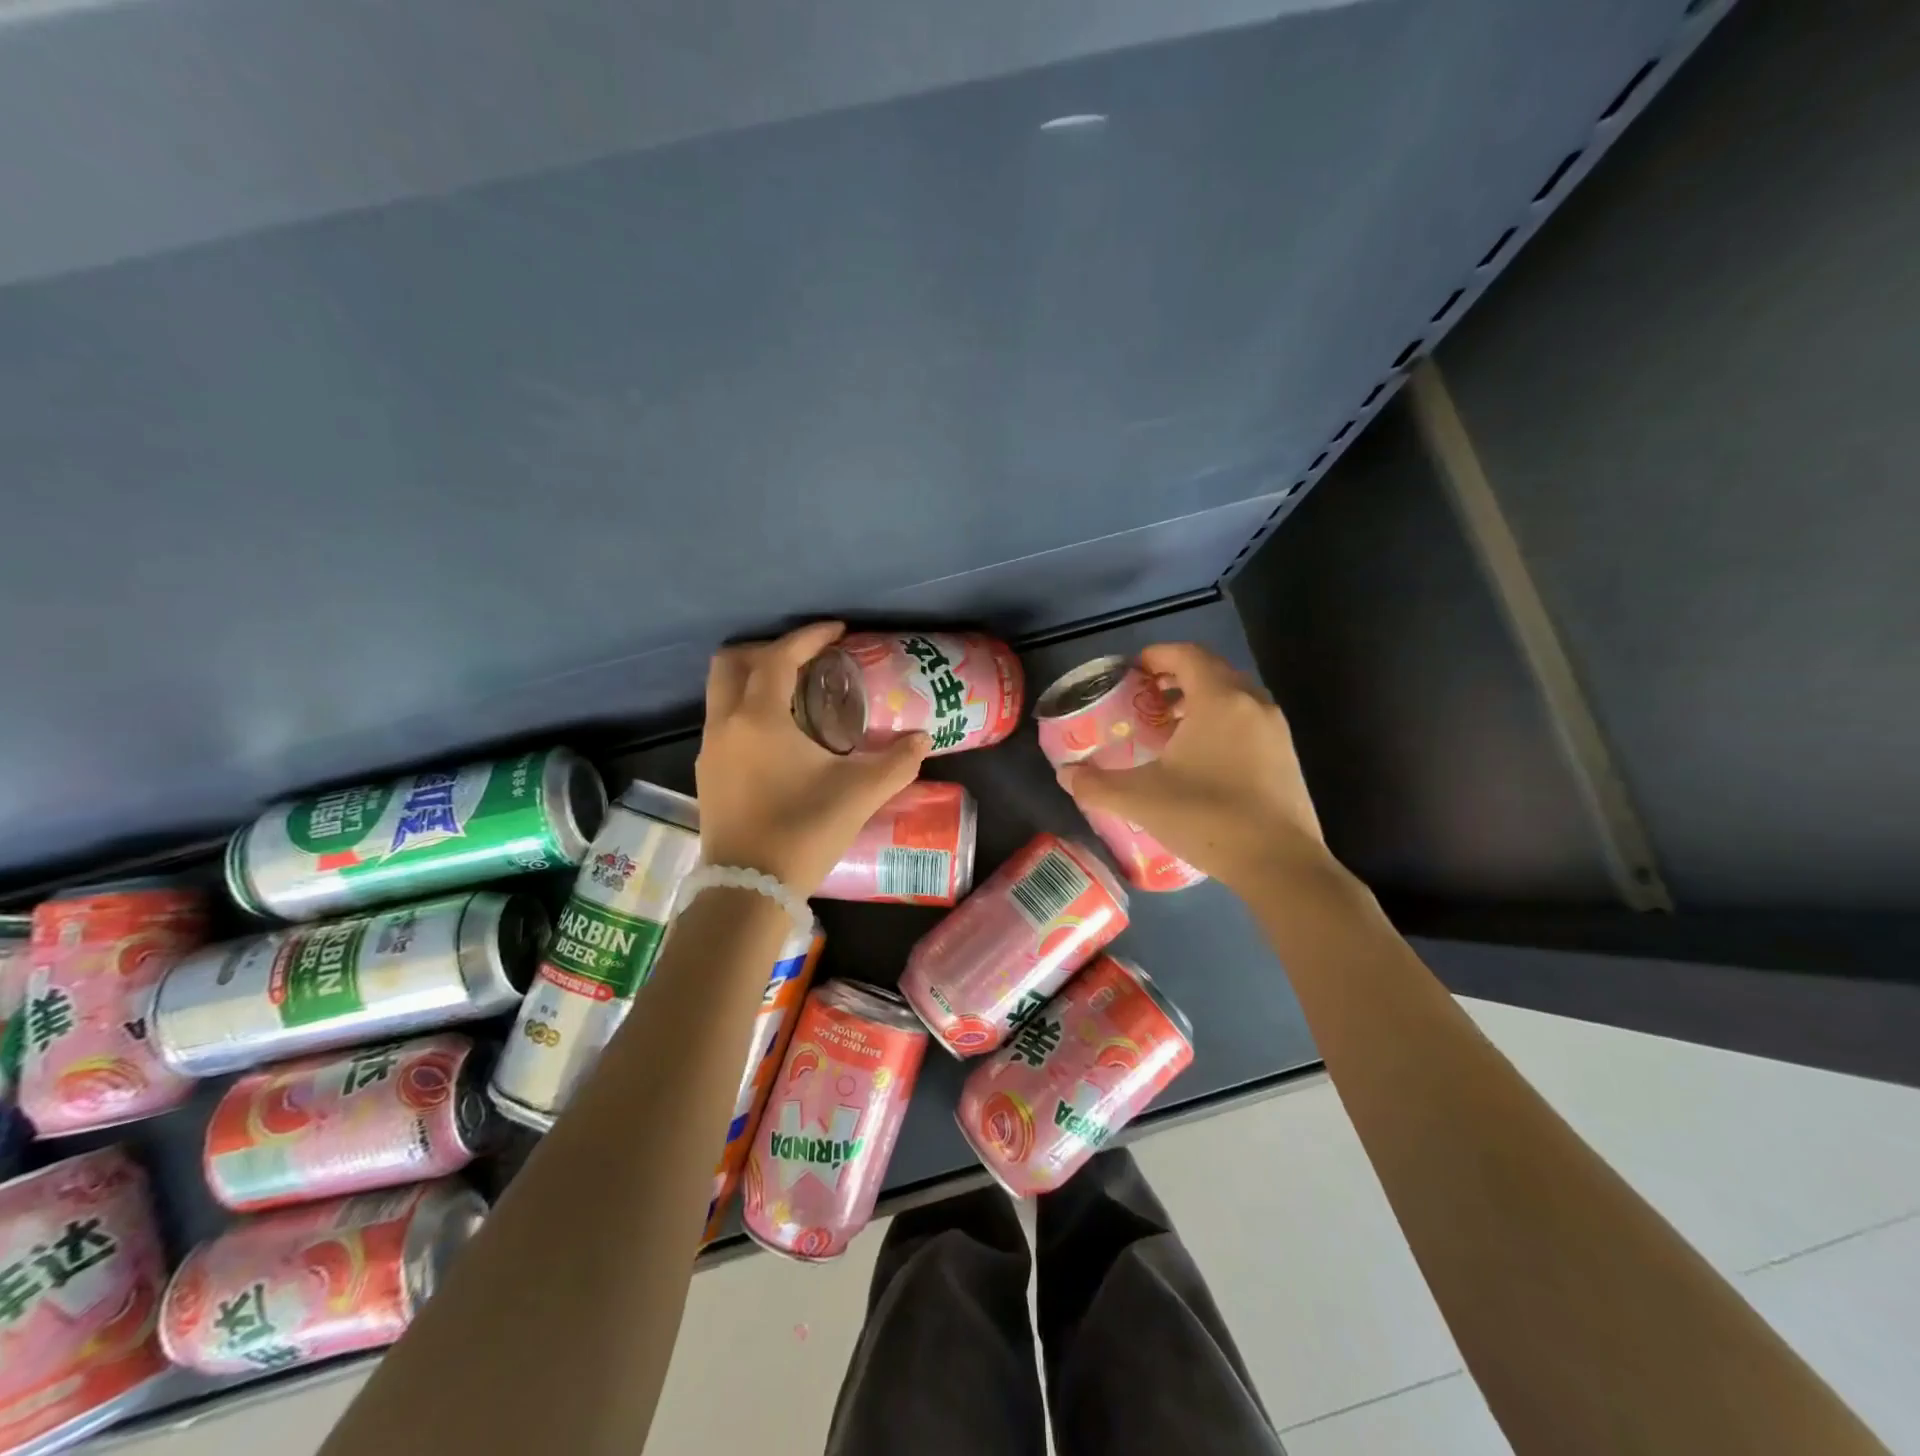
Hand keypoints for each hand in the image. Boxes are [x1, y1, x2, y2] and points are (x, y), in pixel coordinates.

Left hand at [695, 622, 930, 892]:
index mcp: (760, 717)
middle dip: (769, 649)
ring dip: (754, 679)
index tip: (838, 632)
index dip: (810, 636)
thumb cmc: (804, 831)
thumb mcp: (860, 793)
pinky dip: (746, 709)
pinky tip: (778, 736)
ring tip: (795, 694)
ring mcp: (711, 749)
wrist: (749, 889)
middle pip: (732, 662)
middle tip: (807, 659)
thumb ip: (897, 761)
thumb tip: (922, 738)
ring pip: (721, 691)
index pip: (780, 657)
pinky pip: (722, 721)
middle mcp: (726, 723)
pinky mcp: (707, 774)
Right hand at [1055, 643, 1332, 892]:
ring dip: (1199, 700)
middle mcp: (1252, 702)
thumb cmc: (1207, 817)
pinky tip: (1199, 759)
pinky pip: (1248, 720)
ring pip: (1232, 696)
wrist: (1280, 863)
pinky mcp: (1286, 755)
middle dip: (1174, 677)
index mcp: (1219, 699)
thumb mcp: (1141, 799)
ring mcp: (1275, 729)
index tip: (1131, 672)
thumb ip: (1096, 785)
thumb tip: (1065, 775)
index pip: (1186, 654)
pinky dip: (1220, 722)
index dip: (1156, 655)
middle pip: (1211, 670)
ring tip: (1168, 727)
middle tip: (1143, 699)